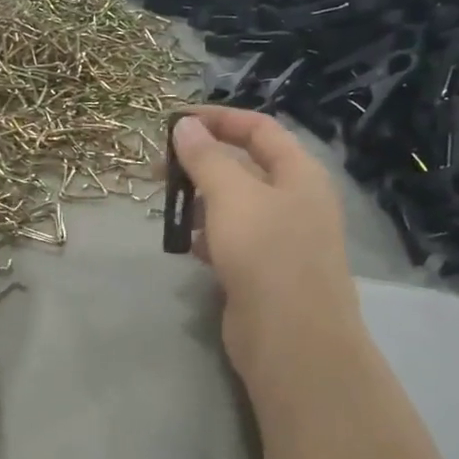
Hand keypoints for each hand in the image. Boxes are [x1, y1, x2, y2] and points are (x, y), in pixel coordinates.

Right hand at [171, 107, 364, 394]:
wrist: (291, 338)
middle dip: (201, 164)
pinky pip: (232, 241)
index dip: (218, 120)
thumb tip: (185, 126)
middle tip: (158, 170)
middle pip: (245, 167)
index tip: (174, 122)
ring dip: (201, 201)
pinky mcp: (264, 272)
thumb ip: (206, 158)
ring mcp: (281, 239)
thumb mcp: (232, 195)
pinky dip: (208, 236)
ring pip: (235, 206)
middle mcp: (295, 201)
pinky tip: (187, 245)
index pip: (259, 129)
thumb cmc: (266, 254)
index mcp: (299, 173)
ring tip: (167, 207)